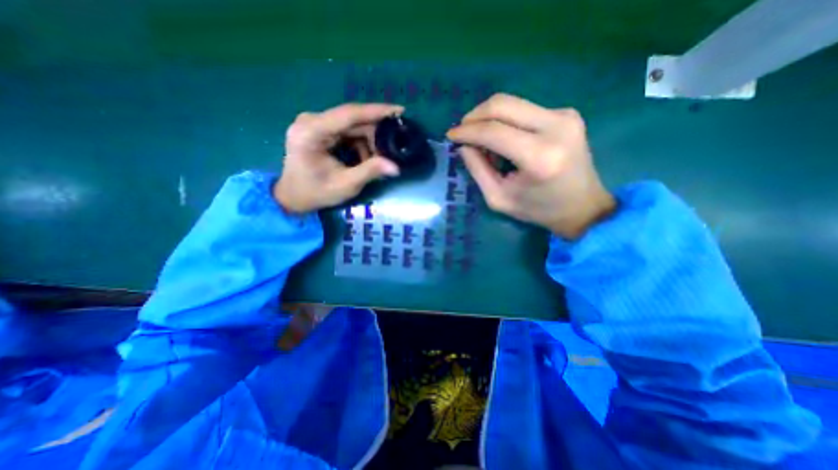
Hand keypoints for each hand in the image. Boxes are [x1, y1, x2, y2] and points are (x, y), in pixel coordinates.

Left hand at [275, 104, 402, 212]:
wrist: (293, 196)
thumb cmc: (316, 193)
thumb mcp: (346, 185)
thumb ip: (370, 172)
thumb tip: (396, 167)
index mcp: (311, 132)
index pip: (349, 114)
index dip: (376, 111)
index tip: (400, 111)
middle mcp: (311, 120)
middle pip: (353, 120)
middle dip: (375, 135)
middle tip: (392, 151)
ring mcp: (315, 123)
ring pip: (352, 126)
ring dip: (368, 142)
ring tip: (376, 162)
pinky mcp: (319, 128)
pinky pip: (347, 131)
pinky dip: (360, 144)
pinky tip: (364, 159)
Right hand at [444, 91, 613, 237]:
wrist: (583, 207)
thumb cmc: (538, 210)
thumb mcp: (499, 198)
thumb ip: (478, 170)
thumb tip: (464, 145)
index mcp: (539, 157)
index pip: (493, 131)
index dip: (467, 131)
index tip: (450, 135)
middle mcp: (556, 127)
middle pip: (503, 105)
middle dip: (475, 115)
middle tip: (463, 132)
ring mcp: (565, 116)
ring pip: (513, 103)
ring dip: (489, 118)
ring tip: (482, 141)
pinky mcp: (568, 113)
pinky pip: (524, 109)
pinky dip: (506, 121)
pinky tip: (504, 139)